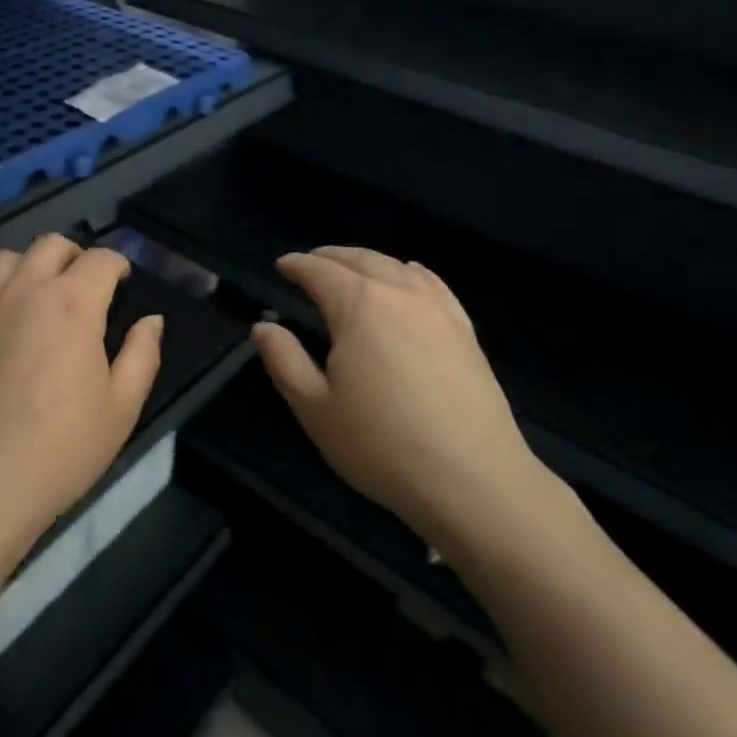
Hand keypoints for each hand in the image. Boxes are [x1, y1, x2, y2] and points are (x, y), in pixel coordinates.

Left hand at [0, 235, 162, 570]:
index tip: (121, 282)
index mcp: (73, 304)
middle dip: (75, 256)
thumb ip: (141, 356)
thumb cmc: (57, 451)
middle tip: (82, 287)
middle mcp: (26, 289)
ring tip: (35, 296)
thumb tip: (151, 320)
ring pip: (7, 256)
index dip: (117, 264)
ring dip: (29, 267)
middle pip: (52, 244)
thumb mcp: (120, 410)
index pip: (101, 259)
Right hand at [252, 247, 549, 546]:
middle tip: (310, 264)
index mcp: (358, 305)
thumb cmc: (382, 444)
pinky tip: (407, 276)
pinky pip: (431, 282)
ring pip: (395, 266)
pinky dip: (408, 272)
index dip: (296, 265)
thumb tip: (263, 327)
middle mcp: (398, 292)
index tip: (281, 266)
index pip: (319, 270)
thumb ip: (284, 360)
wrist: (473, 479)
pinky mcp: (464, 328)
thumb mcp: (315, 408)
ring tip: (351, 270)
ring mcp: (437, 307)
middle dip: (329, 257)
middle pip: (358, 259)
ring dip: (366, 261)